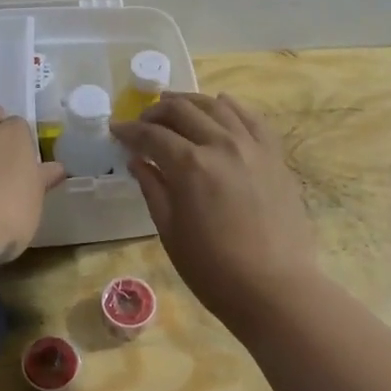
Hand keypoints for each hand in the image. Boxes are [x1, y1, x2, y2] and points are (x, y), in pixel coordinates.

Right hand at [112, 92, 319, 327]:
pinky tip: (221, 106)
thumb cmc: (213, 269)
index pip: (152, 135)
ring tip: (176, 108)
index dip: (129, 131)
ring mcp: (253, 147)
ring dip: (191, 102)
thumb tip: (137, 161)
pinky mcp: (275, 156)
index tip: (116, 130)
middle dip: (156, 112)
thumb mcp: (171, 231)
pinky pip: (253, 119)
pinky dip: (233, 108)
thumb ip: (153, 189)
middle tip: (143, 122)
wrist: (274, 288)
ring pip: (218, 107)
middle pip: (183, 111)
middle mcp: (221, 144)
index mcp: (190, 165)